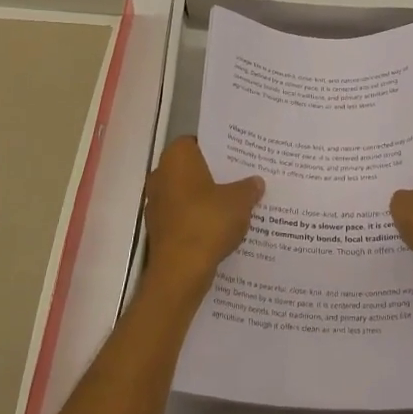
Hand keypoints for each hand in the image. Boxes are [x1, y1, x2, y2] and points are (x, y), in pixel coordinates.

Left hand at [143, 138, 262, 296]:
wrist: (180, 272)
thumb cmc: (208, 222)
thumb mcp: (240, 201)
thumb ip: (249, 187)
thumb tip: (256, 182)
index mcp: (177, 158)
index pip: (198, 142)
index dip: (219, 148)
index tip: (239, 157)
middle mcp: (161, 175)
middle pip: (193, 168)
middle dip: (216, 174)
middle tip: (243, 178)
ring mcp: (156, 203)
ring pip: (188, 193)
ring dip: (207, 198)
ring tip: (238, 203)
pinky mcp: (159, 228)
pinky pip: (184, 215)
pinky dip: (200, 218)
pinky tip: (223, 226)